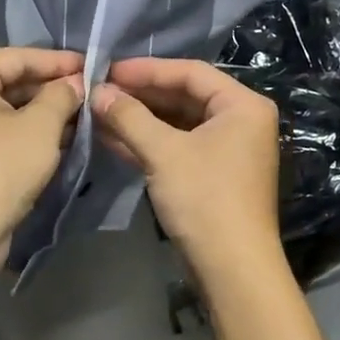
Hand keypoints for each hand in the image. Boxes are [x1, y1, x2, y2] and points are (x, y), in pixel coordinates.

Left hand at [0, 48, 84, 276]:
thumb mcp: (40, 126)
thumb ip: (61, 96)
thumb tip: (76, 83)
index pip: (15, 58)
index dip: (56, 61)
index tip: (90, 65)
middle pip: (9, 84)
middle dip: (51, 90)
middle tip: (91, 92)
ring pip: (7, 113)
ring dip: (44, 115)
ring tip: (84, 115)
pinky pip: (0, 136)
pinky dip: (29, 136)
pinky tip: (64, 140)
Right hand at [90, 58, 283, 287]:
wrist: (232, 269)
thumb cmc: (204, 199)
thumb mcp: (163, 152)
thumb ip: (129, 117)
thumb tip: (97, 91)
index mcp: (242, 105)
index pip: (190, 72)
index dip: (147, 69)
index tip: (108, 69)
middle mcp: (241, 121)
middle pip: (184, 96)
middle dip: (140, 95)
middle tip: (100, 91)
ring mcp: (228, 149)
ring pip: (178, 123)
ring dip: (140, 119)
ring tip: (99, 112)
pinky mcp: (213, 174)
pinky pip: (178, 146)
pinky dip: (149, 142)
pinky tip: (112, 138)